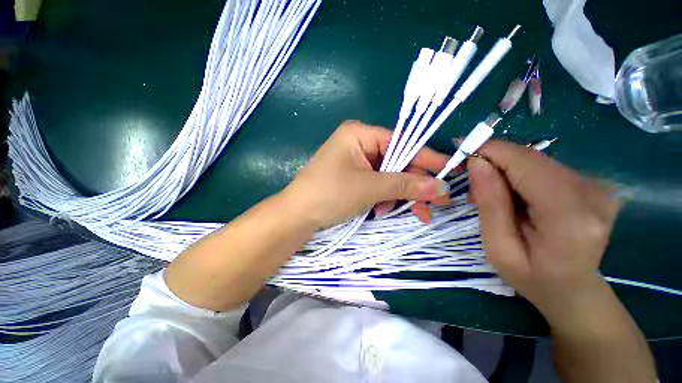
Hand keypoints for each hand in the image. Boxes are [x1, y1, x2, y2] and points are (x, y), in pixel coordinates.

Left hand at [282, 120, 450, 229]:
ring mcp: (355, 162)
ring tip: (410, 213)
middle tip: (435, 203)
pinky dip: (384, 198)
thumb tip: (441, 186)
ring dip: (398, 195)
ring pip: (388, 176)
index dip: (427, 158)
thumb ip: (405, 184)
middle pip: (396, 161)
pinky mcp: (353, 178)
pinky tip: (382, 211)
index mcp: (360, 134)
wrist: (297, 216)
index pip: (402, 143)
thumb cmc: (330, 194)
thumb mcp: (370, 187)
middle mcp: (359, 144)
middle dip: (414, 184)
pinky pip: (377, 184)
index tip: (450, 170)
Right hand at [468, 140, 619, 323]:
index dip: (490, 150)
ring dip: (505, 169)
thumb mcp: (498, 247)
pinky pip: (545, 167)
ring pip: (536, 160)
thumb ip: (490, 204)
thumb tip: (477, 163)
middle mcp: (592, 192)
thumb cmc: (531, 277)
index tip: (460, 148)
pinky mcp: (593, 184)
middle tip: (471, 180)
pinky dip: (520, 174)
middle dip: (494, 161)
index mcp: (569, 216)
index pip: (525, 163)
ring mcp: (598, 186)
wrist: (574, 290)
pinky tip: (513, 194)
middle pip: (530, 158)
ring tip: (490, 193)